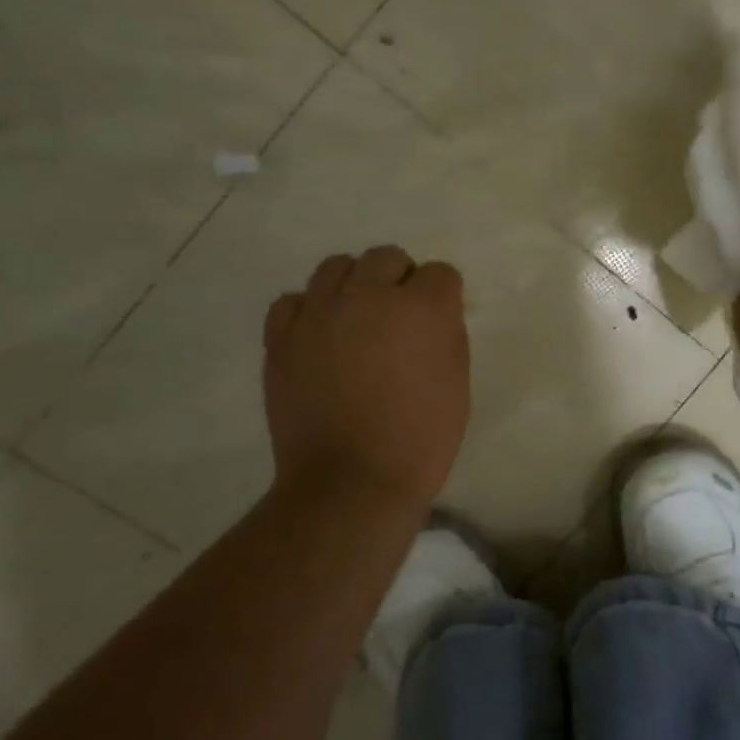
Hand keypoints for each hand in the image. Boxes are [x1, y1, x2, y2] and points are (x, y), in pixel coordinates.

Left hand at [262, 246, 469, 509]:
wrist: (351, 483)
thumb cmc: (420, 438)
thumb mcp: (456, 381)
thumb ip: (445, 334)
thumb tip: (430, 315)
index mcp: (423, 307)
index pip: (440, 273)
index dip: (442, 296)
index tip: (437, 321)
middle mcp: (370, 296)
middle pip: (387, 257)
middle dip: (399, 279)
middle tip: (398, 318)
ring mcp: (321, 313)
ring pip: (337, 266)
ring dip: (353, 285)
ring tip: (355, 318)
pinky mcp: (283, 337)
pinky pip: (292, 300)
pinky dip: (307, 310)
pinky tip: (318, 335)